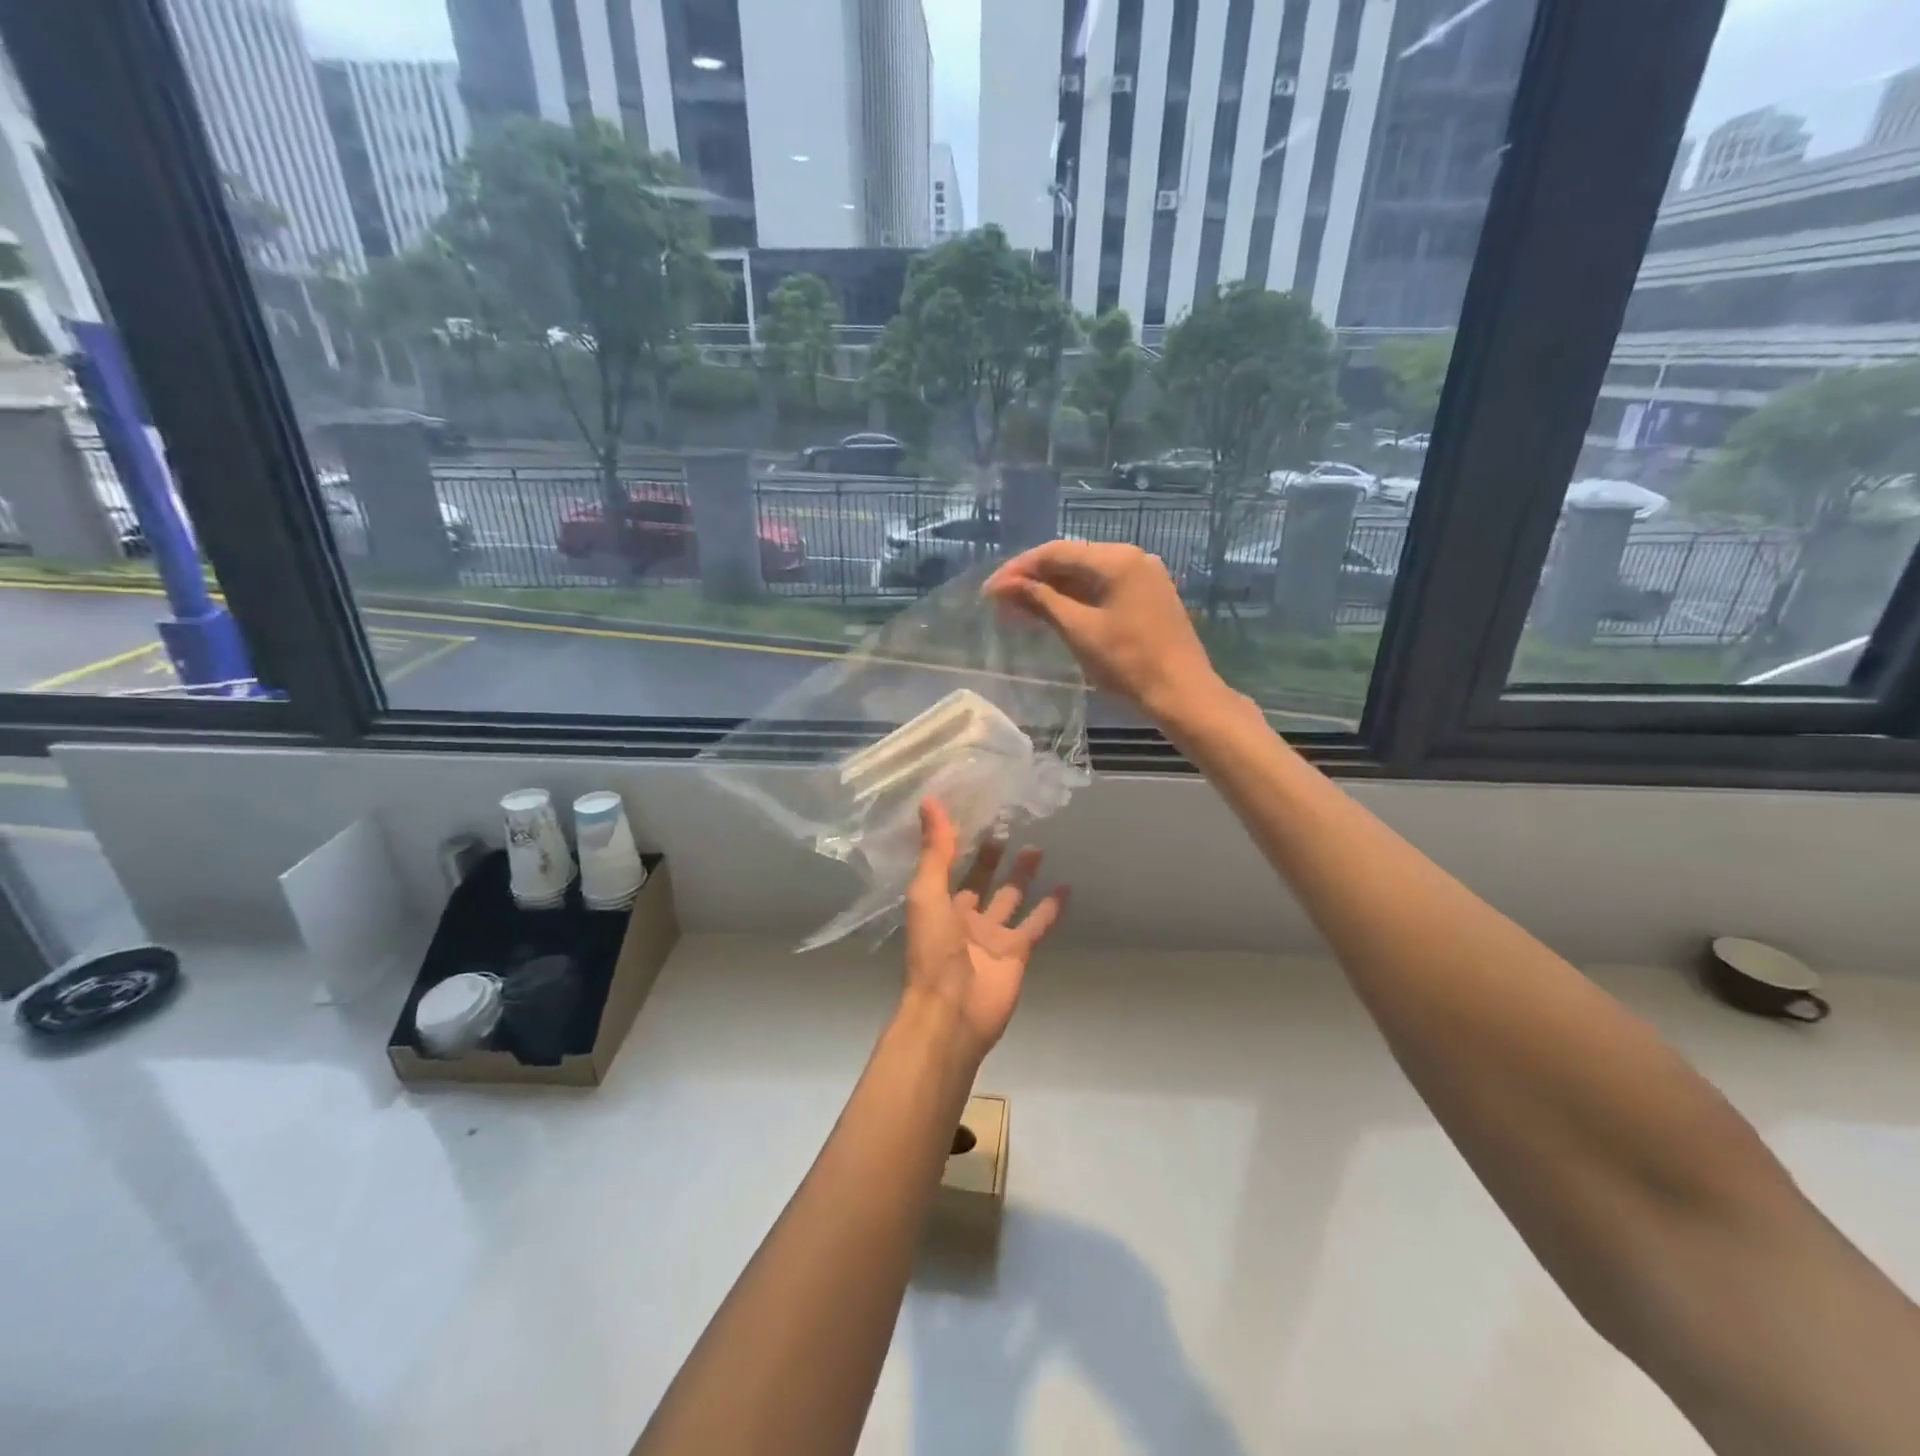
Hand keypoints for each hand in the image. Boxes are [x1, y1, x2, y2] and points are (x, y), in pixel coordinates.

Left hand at [903, 799, 1067, 1065]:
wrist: (952, 1011)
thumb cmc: (933, 950)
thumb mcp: (927, 893)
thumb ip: (934, 850)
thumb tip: (930, 800)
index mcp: (938, 903)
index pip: (950, 865)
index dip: (961, 843)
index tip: (976, 814)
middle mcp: (964, 917)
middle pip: (981, 880)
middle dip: (993, 856)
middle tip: (1010, 825)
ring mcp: (992, 936)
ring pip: (1011, 898)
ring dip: (1022, 876)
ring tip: (1038, 847)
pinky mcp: (1017, 953)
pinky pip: (1036, 924)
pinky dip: (1051, 908)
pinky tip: (1066, 887)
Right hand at [985, 541, 1226, 726]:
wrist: (1182, 693)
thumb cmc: (1128, 663)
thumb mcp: (1079, 630)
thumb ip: (1041, 601)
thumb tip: (1006, 585)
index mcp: (1116, 559)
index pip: (1055, 552)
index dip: (1018, 570)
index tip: (990, 591)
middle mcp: (1132, 557)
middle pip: (1071, 559)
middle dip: (1033, 579)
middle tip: (1000, 602)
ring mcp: (1144, 576)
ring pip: (1087, 575)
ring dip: (1052, 590)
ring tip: (1020, 610)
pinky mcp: (1149, 596)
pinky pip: (1103, 588)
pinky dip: (1076, 598)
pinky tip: (1054, 614)